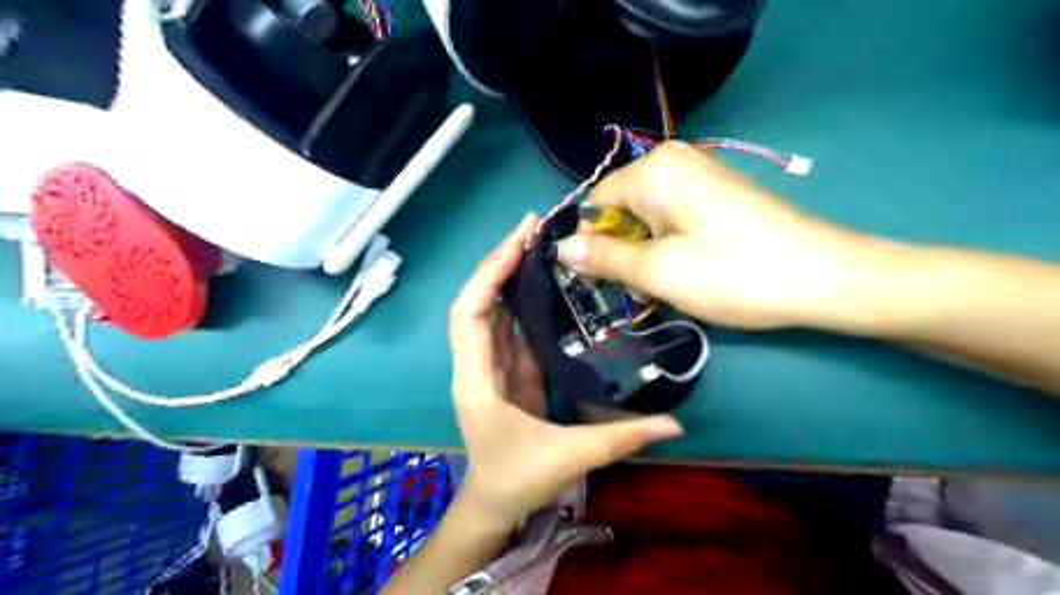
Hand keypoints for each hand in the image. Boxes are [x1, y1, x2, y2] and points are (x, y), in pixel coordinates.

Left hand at [449, 211, 683, 524]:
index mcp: (477, 380)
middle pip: (477, 301)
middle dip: (500, 260)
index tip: (520, 239)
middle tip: (534, 227)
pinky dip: (521, 300)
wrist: (492, 505)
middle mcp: (477, 364)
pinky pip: (509, 326)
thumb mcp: (568, 459)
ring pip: (491, 310)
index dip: (490, 273)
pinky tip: (542, 282)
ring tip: (539, 243)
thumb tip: (674, 423)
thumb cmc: (516, 481)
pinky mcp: (507, 370)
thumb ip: (620, 439)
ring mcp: (491, 365)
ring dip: (509, 275)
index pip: (470, 314)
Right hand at [556, 143, 888, 329]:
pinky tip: (686, 270)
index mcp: (654, 170)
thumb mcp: (658, 271)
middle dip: (621, 249)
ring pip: (647, 216)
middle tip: (638, 289)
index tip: (597, 280)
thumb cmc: (733, 273)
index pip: (595, 203)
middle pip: (621, 208)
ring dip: (645, 252)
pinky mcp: (718, 193)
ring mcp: (700, 175)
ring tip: (665, 285)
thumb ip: (604, 258)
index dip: (591, 242)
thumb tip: (561, 248)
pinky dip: (668, 245)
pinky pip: (673, 216)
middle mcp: (674, 161)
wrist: (825, 277)